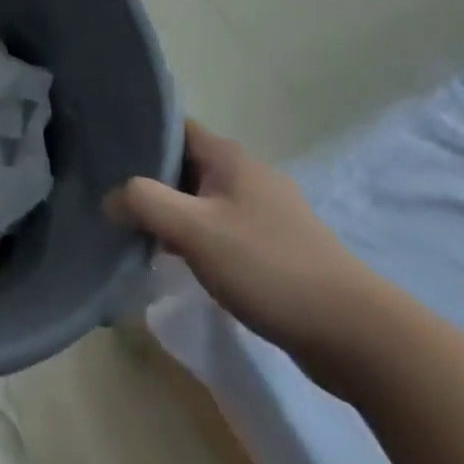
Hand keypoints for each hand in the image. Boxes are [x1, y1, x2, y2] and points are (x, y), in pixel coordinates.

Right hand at [103, 120, 375, 362]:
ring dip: (173, 212)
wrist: (357, 336)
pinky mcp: (277, 247)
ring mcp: (265, 211)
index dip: (138, 133)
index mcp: (228, 155)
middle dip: (150, 178)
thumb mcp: (194, 230)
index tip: (105, 150)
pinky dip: (197, 237)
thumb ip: (144, 203)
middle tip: (112, 195)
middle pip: (184, 164)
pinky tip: (179, 260)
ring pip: (202, 199)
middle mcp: (247, 173)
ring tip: (137, 229)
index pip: (171, 127)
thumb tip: (110, 198)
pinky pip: (222, 228)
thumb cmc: (269, 267)